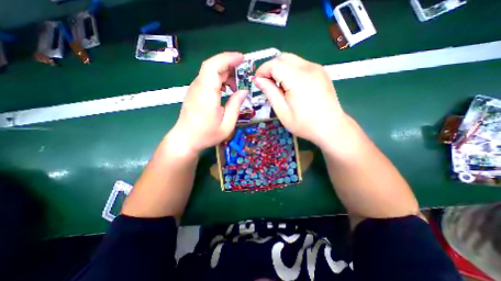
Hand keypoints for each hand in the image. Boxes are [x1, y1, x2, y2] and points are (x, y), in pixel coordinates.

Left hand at [170, 51, 247, 154]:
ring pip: (210, 72)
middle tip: (243, 74)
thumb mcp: (227, 125)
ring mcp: (195, 89)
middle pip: (212, 66)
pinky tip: (226, 90)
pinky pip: (207, 79)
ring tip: (236, 86)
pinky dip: (219, 80)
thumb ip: (235, 106)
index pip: (214, 66)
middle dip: (229, 65)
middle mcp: (199, 87)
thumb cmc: (206, 135)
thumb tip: (244, 91)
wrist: (185, 140)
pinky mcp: (194, 92)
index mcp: (207, 94)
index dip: (228, 58)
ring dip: (225, 74)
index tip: (242, 58)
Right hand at [256, 53, 348, 148]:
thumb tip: (258, 80)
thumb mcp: (282, 111)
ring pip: (292, 59)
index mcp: (298, 79)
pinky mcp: (321, 72)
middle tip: (266, 84)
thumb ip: (270, 93)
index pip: (274, 64)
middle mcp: (309, 68)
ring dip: (280, 69)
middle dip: (270, 68)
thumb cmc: (305, 124)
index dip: (262, 70)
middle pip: (283, 57)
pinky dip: (290, 71)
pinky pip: (301, 65)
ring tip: (278, 86)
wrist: (331, 127)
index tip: (257, 82)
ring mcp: (317, 68)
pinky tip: (291, 85)